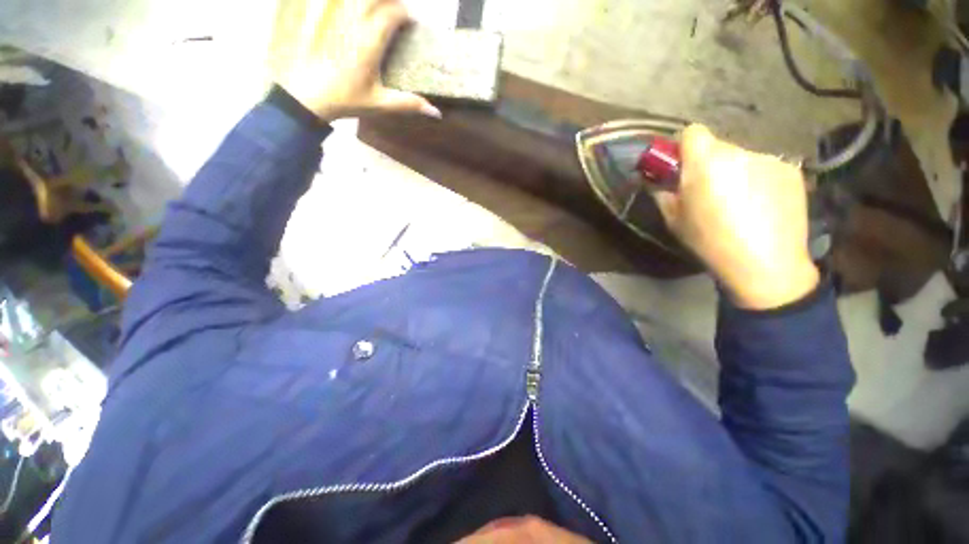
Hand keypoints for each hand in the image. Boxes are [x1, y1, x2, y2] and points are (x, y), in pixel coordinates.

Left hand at [276, 0, 440, 121]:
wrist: (305, 95)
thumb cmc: (345, 100)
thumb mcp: (380, 103)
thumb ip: (408, 104)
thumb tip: (436, 113)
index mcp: (370, 40)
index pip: (394, 12)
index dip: (406, 14)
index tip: (410, 24)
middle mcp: (353, 19)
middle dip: (391, 0)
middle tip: (395, 12)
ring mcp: (332, 12)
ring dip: (371, 1)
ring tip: (377, 9)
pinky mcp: (316, 12)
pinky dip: (346, 4)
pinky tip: (351, 10)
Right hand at [652, 124, 819, 309]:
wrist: (766, 263)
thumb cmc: (710, 242)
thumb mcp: (674, 221)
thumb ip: (664, 195)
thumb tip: (660, 183)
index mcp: (706, 163)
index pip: (693, 132)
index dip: (685, 148)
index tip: (683, 168)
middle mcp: (739, 152)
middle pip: (718, 147)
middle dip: (709, 164)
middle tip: (709, 193)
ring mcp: (770, 159)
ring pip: (742, 159)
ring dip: (735, 173)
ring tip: (739, 204)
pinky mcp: (792, 171)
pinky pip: (765, 169)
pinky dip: (759, 181)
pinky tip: (761, 207)